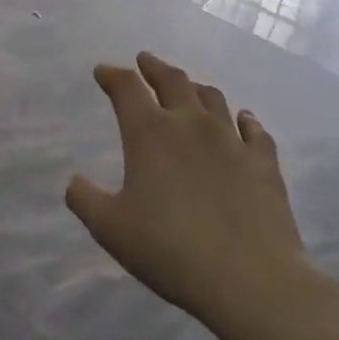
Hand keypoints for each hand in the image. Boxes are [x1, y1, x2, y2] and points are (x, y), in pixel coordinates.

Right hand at [66, 52, 306, 328]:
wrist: (250, 278)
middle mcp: (190, 124)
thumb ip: (85, 199)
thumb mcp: (110, 229)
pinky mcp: (264, 162)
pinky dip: (244, 119)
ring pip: (213, 98)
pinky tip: (244, 119)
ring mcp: (232, 140)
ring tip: (188, 87)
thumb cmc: (169, 249)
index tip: (102, 71)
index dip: (112, 75)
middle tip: (145, 61)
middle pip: (173, 80)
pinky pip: (254, 130)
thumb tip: (74, 181)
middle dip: (154, 67)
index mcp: (150, 133)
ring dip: (195, 87)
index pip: (127, 88)